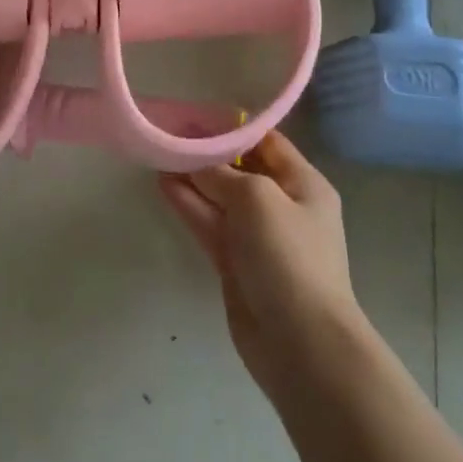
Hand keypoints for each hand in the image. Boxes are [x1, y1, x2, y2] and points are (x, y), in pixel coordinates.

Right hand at [158, 131, 365, 399]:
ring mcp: (258, 238)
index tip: (196, 116)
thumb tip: (192, 159)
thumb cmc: (288, 257)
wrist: (302, 345)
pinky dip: (189, 205)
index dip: (232, 128)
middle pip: (240, 169)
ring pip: (220, 197)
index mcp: (303, 184)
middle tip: (169, 133)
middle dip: (207, 153)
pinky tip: (164, 185)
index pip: (266, 142)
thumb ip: (220, 173)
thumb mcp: (255, 198)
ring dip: (192, 178)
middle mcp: (283, 206)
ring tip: (159, 154)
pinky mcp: (236, 264)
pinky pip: (210, 224)